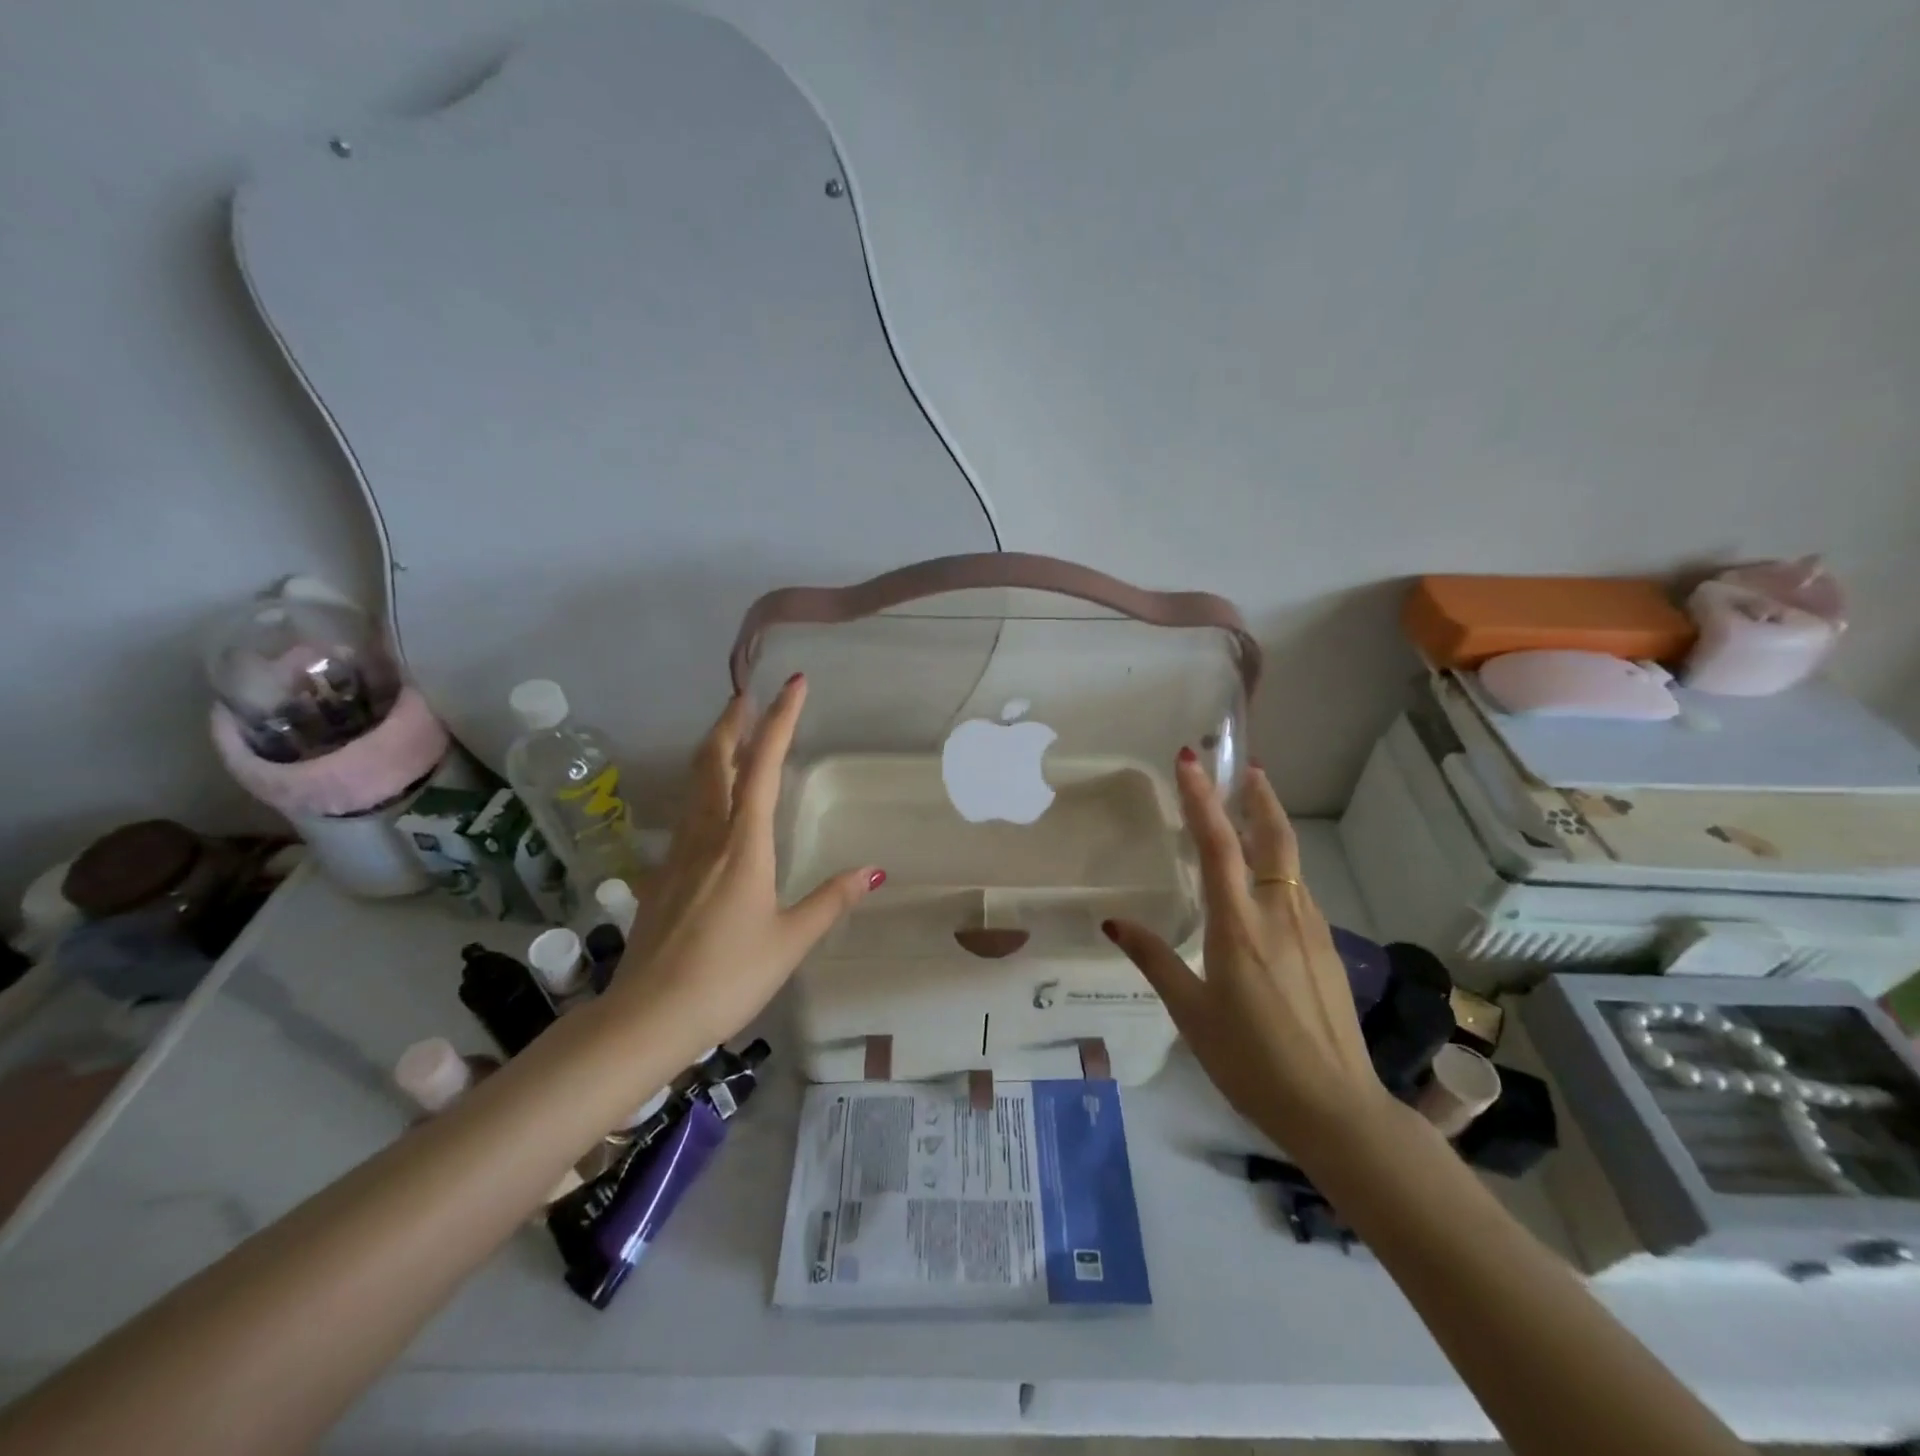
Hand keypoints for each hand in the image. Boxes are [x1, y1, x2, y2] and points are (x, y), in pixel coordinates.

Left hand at [605, 676, 882, 1057]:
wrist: (648, 1016)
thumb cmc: (728, 976)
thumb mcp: (789, 941)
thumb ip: (830, 901)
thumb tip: (873, 871)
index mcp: (743, 844)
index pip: (764, 767)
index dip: (780, 721)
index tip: (794, 684)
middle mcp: (706, 837)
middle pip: (714, 763)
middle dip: (732, 723)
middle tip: (747, 695)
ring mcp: (677, 854)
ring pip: (694, 786)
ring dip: (714, 751)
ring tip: (732, 736)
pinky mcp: (660, 876)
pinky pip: (686, 816)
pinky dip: (703, 791)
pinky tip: (712, 810)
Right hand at [1102, 753, 1394, 1152]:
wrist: (1337, 1109)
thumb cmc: (1251, 1061)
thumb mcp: (1191, 1013)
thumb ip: (1155, 960)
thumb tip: (1115, 923)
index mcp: (1239, 926)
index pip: (1218, 846)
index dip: (1202, 799)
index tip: (1190, 760)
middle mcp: (1279, 914)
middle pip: (1274, 837)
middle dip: (1259, 796)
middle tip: (1247, 766)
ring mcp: (1311, 929)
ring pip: (1291, 864)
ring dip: (1270, 829)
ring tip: (1250, 814)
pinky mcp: (1327, 949)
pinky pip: (1299, 893)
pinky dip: (1280, 869)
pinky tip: (1266, 887)